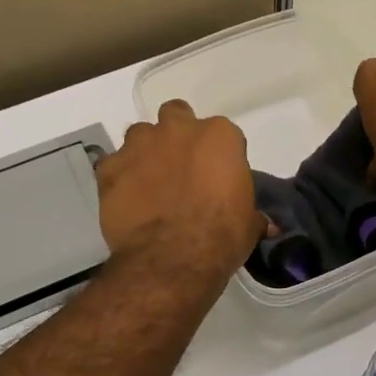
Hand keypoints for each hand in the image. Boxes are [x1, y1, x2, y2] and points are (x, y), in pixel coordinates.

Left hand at [95, 101, 264, 278]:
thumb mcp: (249, 225)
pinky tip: (126, 199)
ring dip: (146, 152)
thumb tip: (266, 225)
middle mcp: (178, 129)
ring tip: (150, 182)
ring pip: (140, 134)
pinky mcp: (110, 168)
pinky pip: (112, 164)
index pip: (222, 133)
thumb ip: (253, 214)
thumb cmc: (221, 237)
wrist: (171, 259)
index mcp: (220, 136)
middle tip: (180, 165)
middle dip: (177, 134)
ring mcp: (140, 145)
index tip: (217, 176)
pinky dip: (119, 177)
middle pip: (176, 115)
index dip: (218, 154)